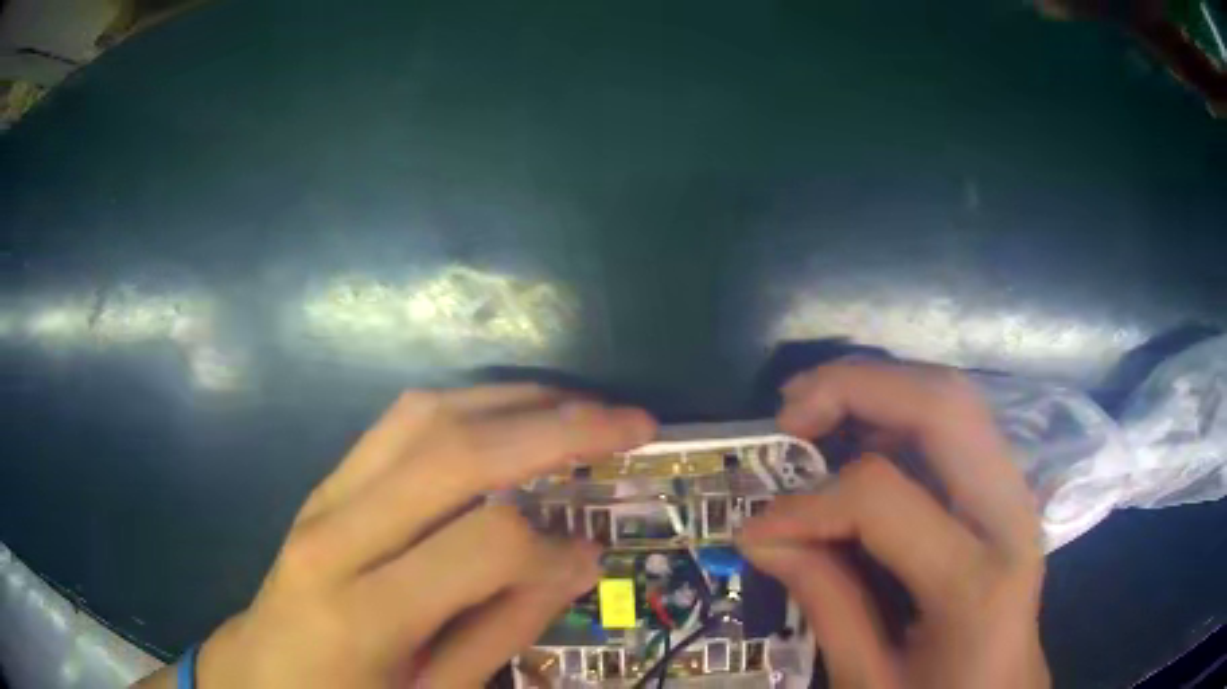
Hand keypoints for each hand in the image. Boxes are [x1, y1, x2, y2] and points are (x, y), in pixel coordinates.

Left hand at [137, 385, 654, 688]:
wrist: (264, 672)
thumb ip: (504, 629)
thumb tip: (575, 560)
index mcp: (361, 612)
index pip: (482, 543)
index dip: (552, 545)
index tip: (589, 553)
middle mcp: (335, 536)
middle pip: (453, 451)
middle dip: (556, 427)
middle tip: (629, 422)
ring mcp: (322, 497)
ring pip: (424, 415)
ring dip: (513, 400)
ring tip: (579, 407)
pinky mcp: (324, 483)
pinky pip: (398, 422)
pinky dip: (466, 405)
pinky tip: (507, 414)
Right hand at [738, 362, 1048, 688]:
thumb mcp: (870, 680)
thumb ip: (826, 604)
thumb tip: (764, 536)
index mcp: (975, 582)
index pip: (882, 498)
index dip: (806, 504)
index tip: (757, 528)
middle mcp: (1010, 515)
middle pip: (942, 405)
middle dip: (854, 388)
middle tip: (788, 412)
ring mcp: (1017, 493)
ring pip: (953, 398)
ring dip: (879, 388)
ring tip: (815, 411)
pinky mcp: (1007, 490)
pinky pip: (958, 423)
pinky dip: (902, 413)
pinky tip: (863, 438)